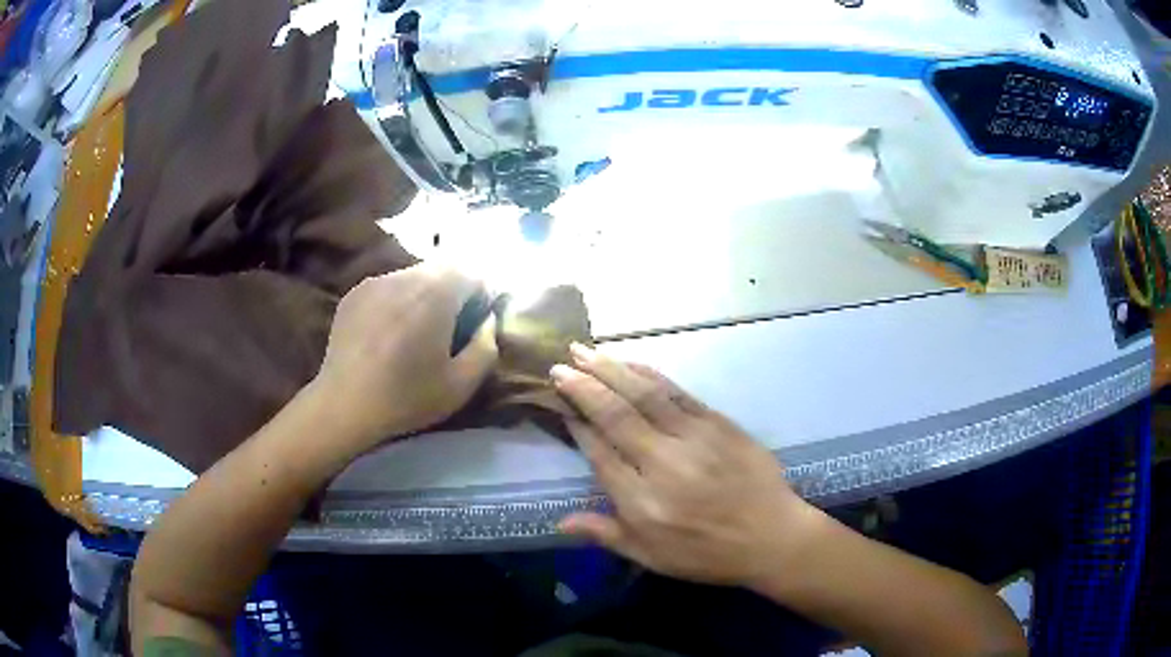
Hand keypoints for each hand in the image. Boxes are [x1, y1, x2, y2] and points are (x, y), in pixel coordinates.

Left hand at [310, 263, 497, 452]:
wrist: (344, 405)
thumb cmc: (406, 397)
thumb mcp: (461, 385)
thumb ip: (486, 347)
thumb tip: (486, 321)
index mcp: (436, 293)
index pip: (472, 273)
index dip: (480, 296)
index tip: (474, 324)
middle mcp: (405, 276)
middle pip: (442, 269)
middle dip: (452, 292)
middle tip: (447, 329)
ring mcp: (375, 282)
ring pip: (413, 276)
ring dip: (422, 295)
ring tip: (413, 331)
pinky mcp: (354, 293)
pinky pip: (387, 286)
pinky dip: (395, 301)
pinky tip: (386, 334)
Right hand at [551, 345, 823, 587]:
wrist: (772, 536)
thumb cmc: (708, 554)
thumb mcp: (652, 557)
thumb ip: (605, 534)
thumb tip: (559, 522)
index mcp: (642, 501)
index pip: (599, 452)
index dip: (577, 425)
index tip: (559, 402)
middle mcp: (663, 463)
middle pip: (616, 416)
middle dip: (584, 387)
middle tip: (558, 364)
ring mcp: (693, 438)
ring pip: (644, 395)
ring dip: (611, 370)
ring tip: (583, 351)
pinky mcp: (718, 423)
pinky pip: (677, 392)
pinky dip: (649, 374)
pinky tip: (631, 363)